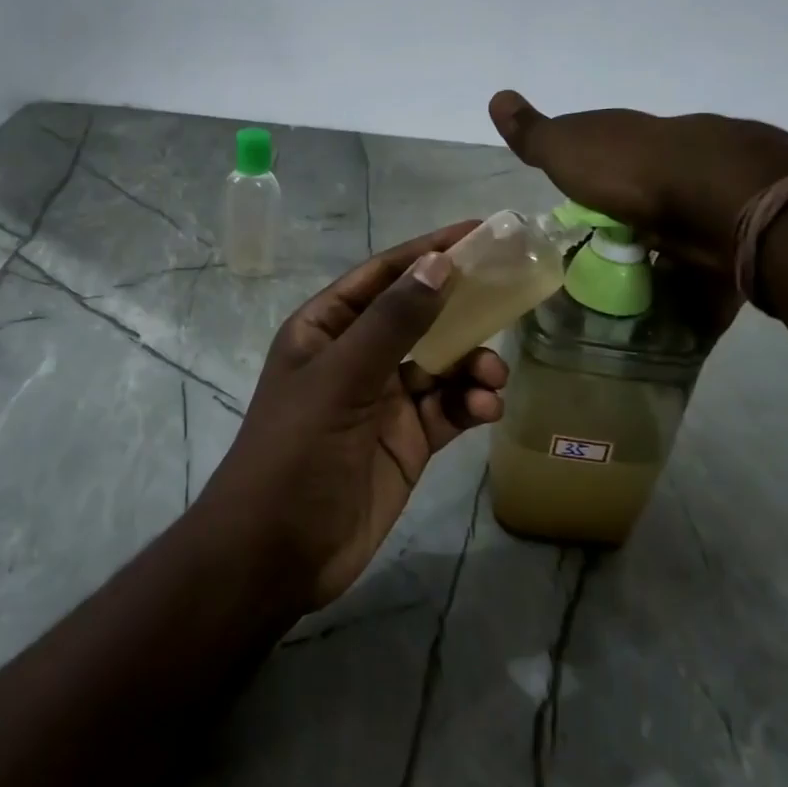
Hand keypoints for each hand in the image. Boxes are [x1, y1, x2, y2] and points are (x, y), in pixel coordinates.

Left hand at [195, 224, 507, 610]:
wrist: (277, 554)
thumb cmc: (297, 452)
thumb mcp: (342, 380)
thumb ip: (393, 323)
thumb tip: (439, 262)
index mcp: (327, 328)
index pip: (384, 275)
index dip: (429, 251)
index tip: (480, 232)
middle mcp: (356, 356)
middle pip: (419, 316)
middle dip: (462, 307)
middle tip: (510, 296)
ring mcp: (383, 399)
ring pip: (441, 363)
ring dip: (472, 363)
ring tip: (491, 378)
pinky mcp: (407, 440)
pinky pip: (448, 408)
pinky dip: (470, 403)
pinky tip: (485, 410)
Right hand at [488, 90, 787, 272]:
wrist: (721, 196)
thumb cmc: (631, 170)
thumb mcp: (566, 148)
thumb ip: (532, 133)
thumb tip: (496, 96)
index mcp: (632, 138)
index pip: (605, 149)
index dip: (588, 170)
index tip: (575, 198)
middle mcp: (673, 158)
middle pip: (645, 188)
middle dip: (629, 214)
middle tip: (604, 251)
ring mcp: (710, 194)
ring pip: (679, 225)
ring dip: (662, 252)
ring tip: (636, 288)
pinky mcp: (736, 234)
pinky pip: (708, 263)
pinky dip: (694, 284)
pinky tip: (677, 306)